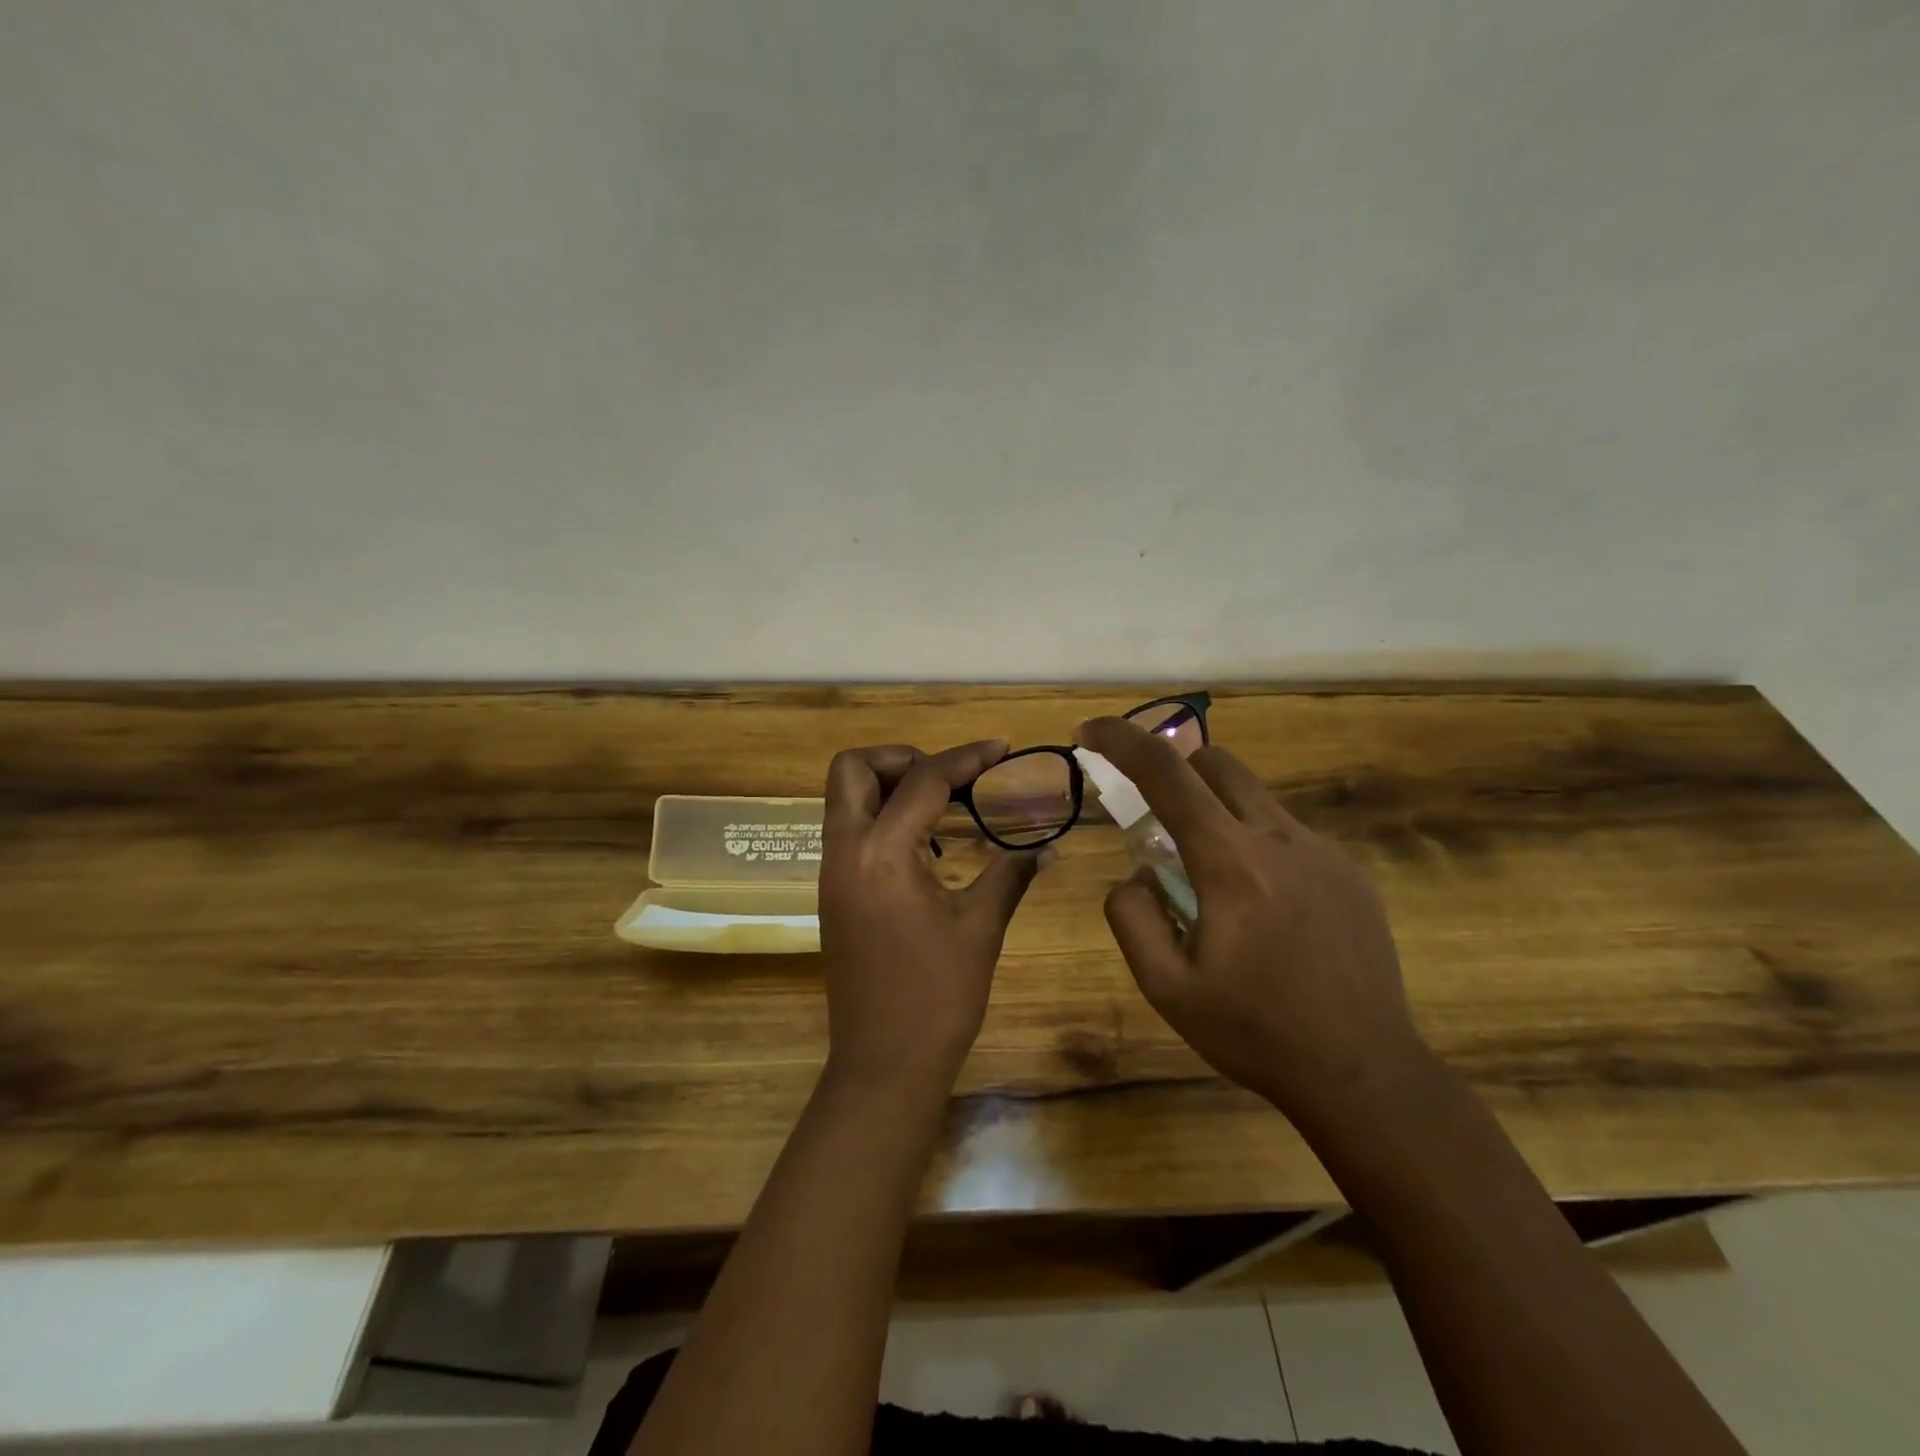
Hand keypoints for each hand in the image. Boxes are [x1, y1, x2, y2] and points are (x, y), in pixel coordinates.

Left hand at [818, 741, 1049, 1097]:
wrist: (883, 1064)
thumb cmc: (937, 997)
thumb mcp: (981, 927)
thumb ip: (1010, 873)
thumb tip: (1047, 845)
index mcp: (882, 853)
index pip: (923, 779)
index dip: (967, 757)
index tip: (1002, 749)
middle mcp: (845, 851)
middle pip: (853, 768)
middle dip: (902, 758)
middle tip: (950, 779)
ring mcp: (832, 872)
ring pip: (845, 798)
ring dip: (890, 786)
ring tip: (945, 809)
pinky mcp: (832, 893)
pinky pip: (850, 831)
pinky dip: (883, 819)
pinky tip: (927, 849)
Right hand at [1074, 717, 1425, 1137]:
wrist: (1365, 1073)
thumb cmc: (1256, 1032)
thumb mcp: (1166, 988)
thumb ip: (1131, 917)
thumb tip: (1136, 875)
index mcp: (1231, 863)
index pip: (1166, 774)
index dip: (1120, 741)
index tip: (1088, 731)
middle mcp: (1280, 839)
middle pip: (1216, 762)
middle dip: (1173, 770)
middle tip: (1155, 819)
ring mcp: (1324, 852)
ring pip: (1254, 796)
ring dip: (1215, 810)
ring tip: (1210, 879)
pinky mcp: (1351, 873)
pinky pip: (1288, 834)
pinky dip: (1255, 844)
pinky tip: (1264, 910)